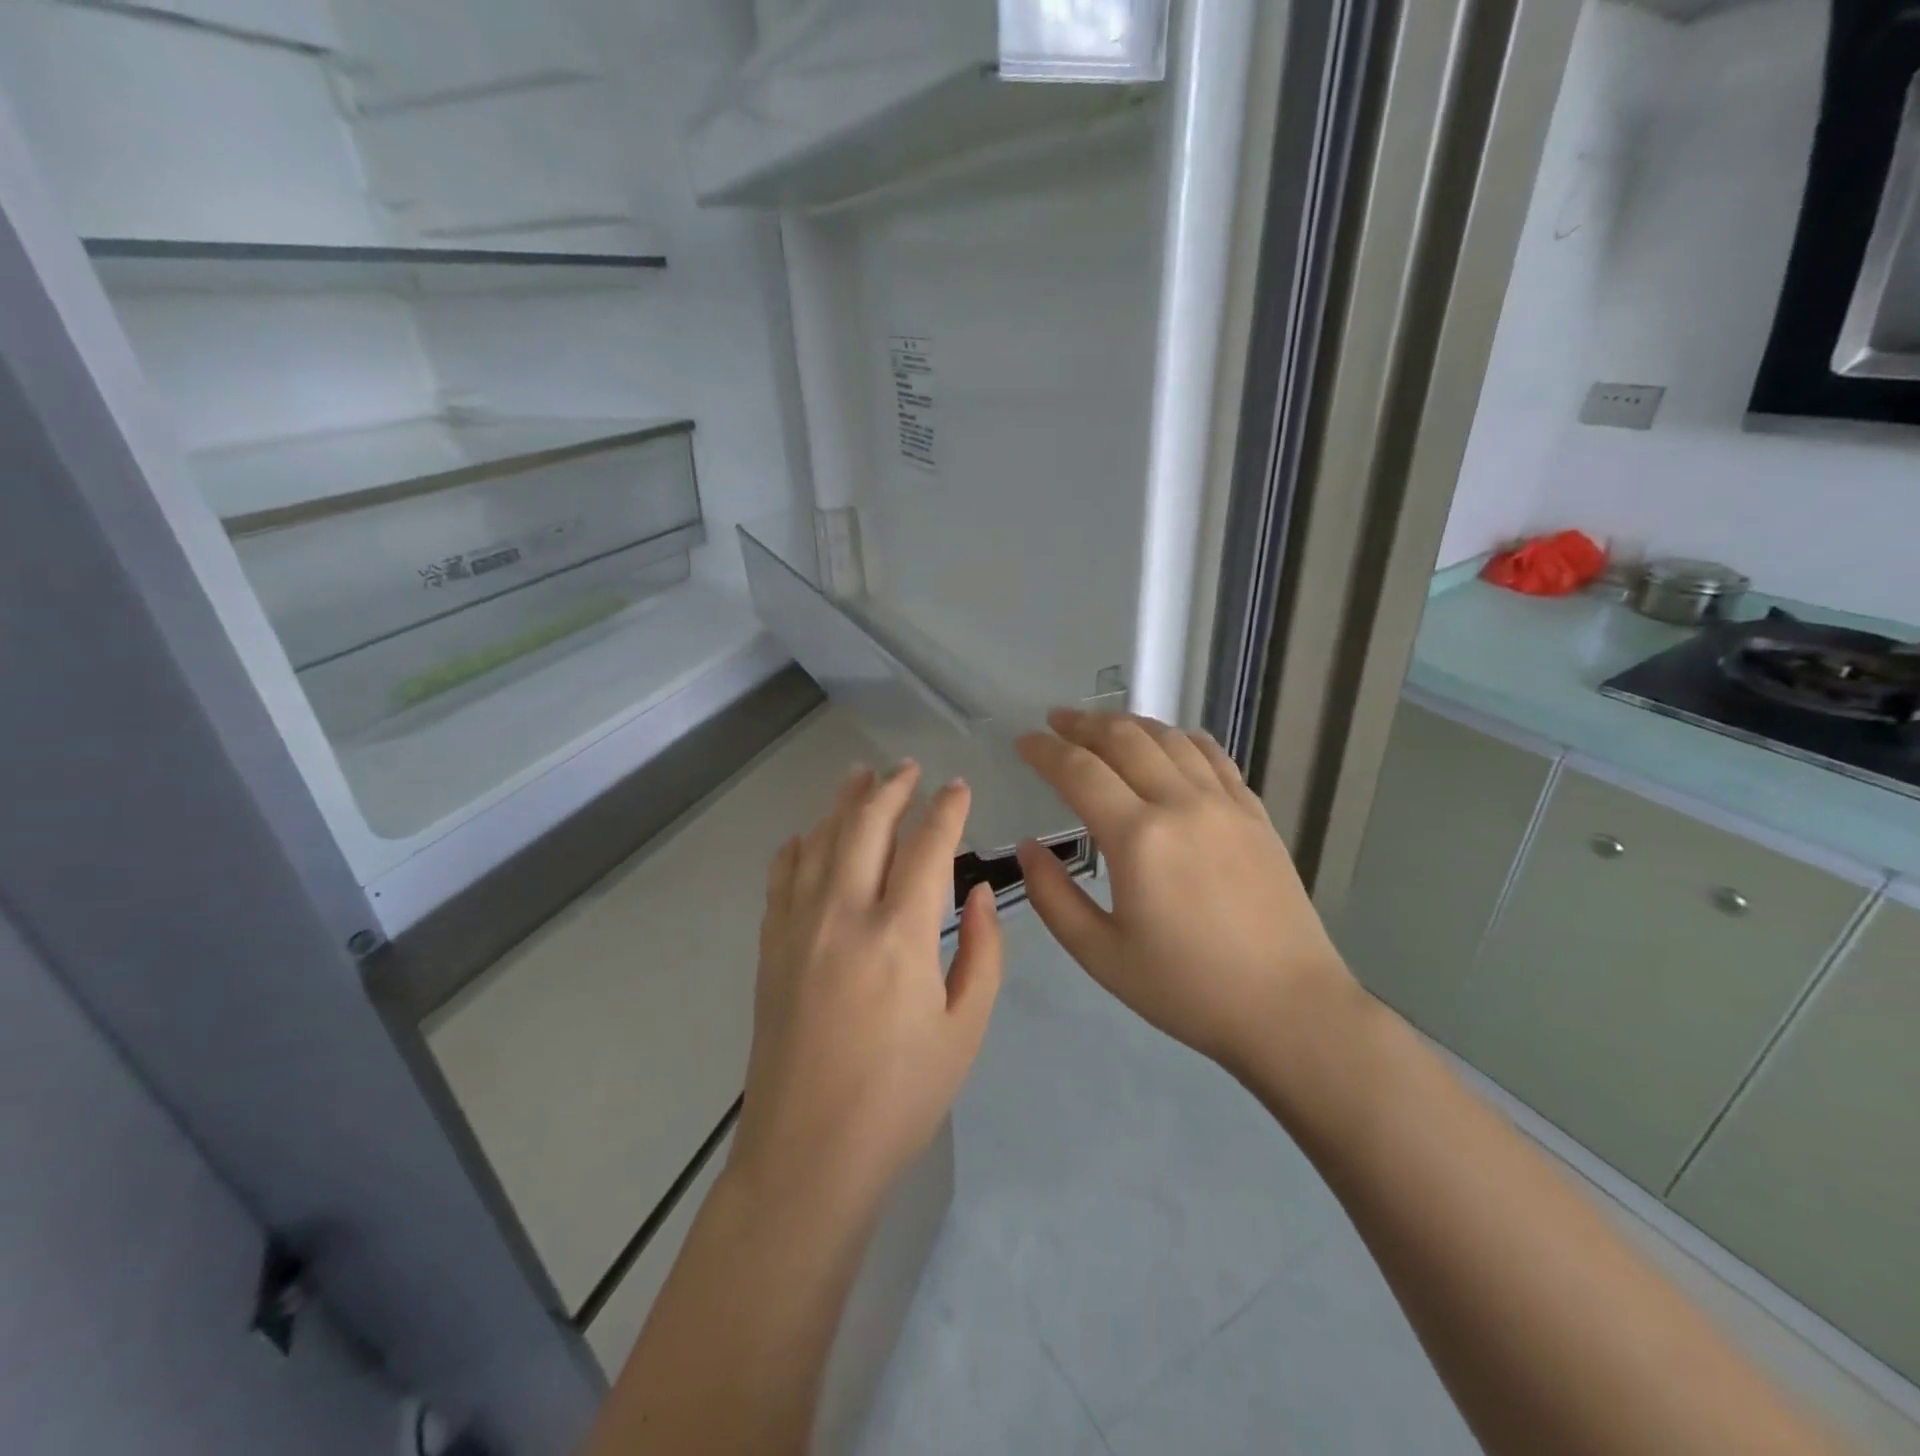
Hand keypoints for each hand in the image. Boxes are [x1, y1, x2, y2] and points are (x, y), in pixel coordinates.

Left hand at [732, 761, 1002, 1214]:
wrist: (808, 1155)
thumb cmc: (901, 1098)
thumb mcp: (965, 1029)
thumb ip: (981, 952)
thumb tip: (975, 891)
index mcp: (900, 936)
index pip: (928, 846)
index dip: (947, 809)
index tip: (959, 787)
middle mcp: (844, 915)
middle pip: (867, 826)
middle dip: (892, 788)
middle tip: (909, 767)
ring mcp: (798, 927)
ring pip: (820, 841)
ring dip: (843, 802)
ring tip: (860, 774)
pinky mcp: (771, 947)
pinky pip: (782, 877)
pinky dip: (798, 846)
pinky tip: (808, 834)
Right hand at [1014, 710, 1356, 1076]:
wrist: (1288, 1008)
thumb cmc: (1186, 989)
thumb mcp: (1101, 955)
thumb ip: (1053, 896)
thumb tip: (1029, 847)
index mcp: (1138, 838)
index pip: (1079, 771)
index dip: (1045, 750)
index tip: (1023, 742)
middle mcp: (1181, 804)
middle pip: (1124, 739)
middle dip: (1083, 724)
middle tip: (1056, 722)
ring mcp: (1225, 804)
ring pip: (1170, 739)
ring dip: (1129, 724)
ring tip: (1103, 725)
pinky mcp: (1255, 814)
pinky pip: (1214, 756)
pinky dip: (1182, 739)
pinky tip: (1170, 741)